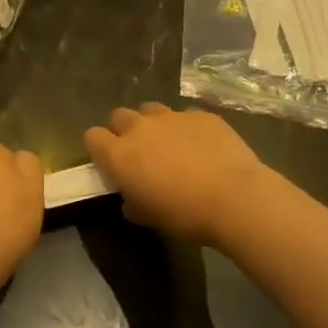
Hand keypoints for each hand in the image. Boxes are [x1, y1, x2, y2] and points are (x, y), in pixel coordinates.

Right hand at [84, 104, 273, 245]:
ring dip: (154, 124)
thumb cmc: (185, 215)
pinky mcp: (200, 114)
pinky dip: (187, 128)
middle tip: (140, 153)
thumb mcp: (149, 218)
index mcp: (119, 154)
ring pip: (150, 110)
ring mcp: (171, 116)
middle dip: (124, 131)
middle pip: (118, 116)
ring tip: (171, 145)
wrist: (235, 198)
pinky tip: (203, 146)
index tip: (109, 162)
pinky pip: (185, 116)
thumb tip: (131, 198)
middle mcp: (139, 128)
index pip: (92, 136)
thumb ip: (132, 202)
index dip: (99, 148)